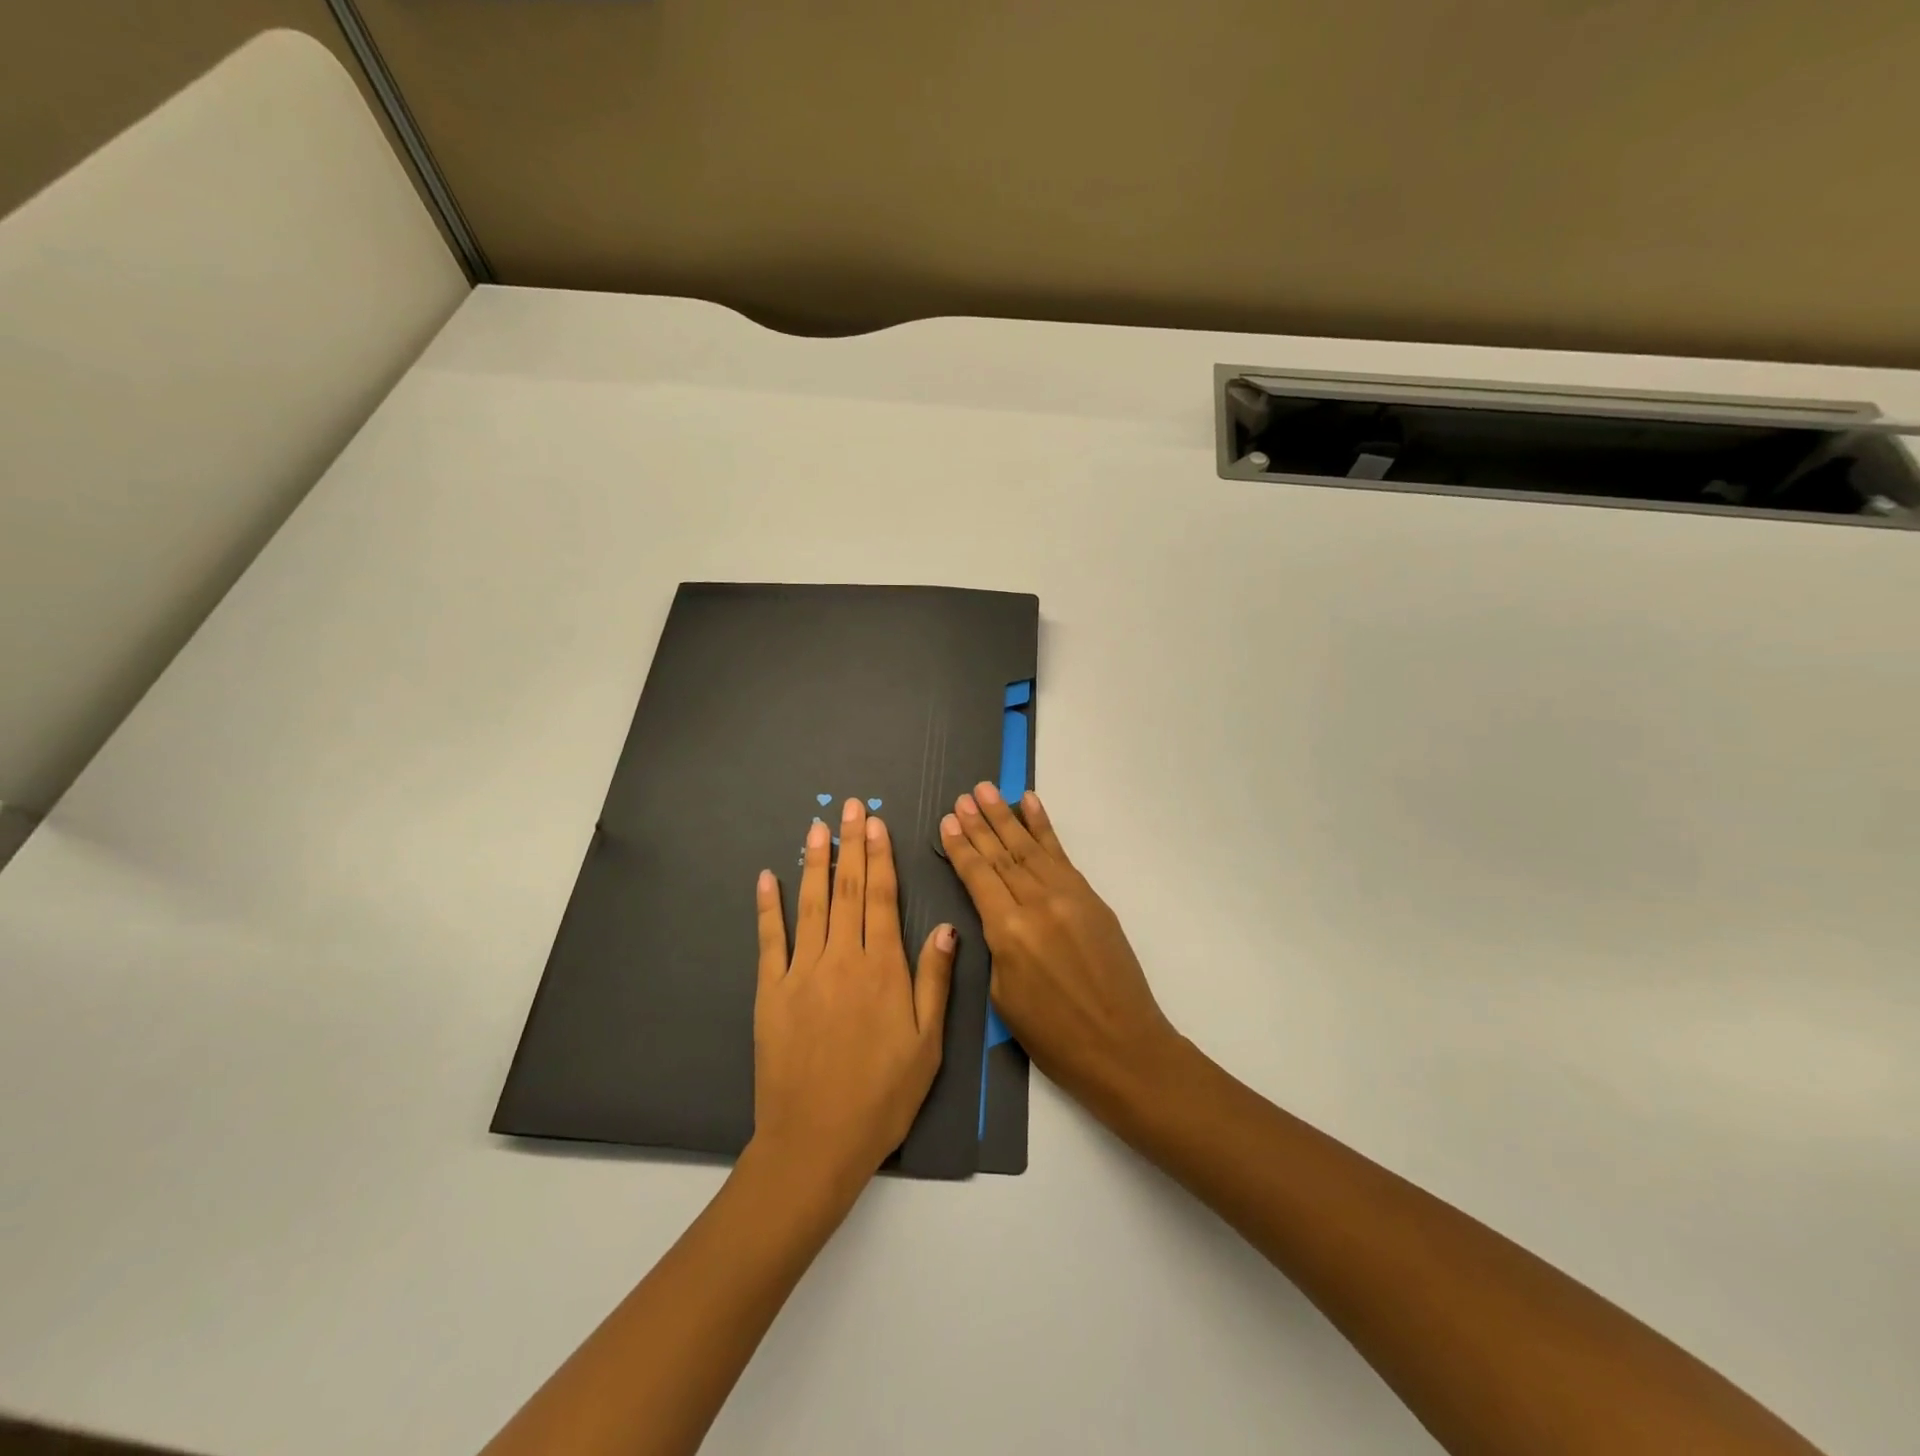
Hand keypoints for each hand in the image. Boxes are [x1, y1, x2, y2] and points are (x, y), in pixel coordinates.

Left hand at [751, 798, 954, 1194]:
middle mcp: (841, 960)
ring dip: (814, 861)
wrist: (816, 1142)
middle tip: (849, 806)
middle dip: (850, 844)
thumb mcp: (926, 1045)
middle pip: (847, 889)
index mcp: (883, 969)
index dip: (879, 857)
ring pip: (810, 904)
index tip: (876, 823)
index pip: (880, 898)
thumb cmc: (882, 1096)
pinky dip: (768, 906)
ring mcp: (801, 973)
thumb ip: (934, 981)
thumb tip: (944, 927)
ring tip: (816, 826)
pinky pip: (769, 940)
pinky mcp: (769, 992)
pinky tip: (767, 877)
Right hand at [940, 784, 1177, 1115]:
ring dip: (1006, 816)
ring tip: (987, 790)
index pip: (978, 876)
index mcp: (1009, 931)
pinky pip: (1061, 855)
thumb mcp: (1004, 996)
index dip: (961, 847)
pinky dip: (1045, 827)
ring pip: (1030, 847)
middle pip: (1001, 854)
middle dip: (980, 823)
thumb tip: (995, 913)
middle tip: (964, 796)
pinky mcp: (1091, 898)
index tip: (948, 820)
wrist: (1122, 1046)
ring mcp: (1068, 896)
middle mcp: (1037, 903)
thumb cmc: (1053, 1036)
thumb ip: (996, 945)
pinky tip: (1031, 805)